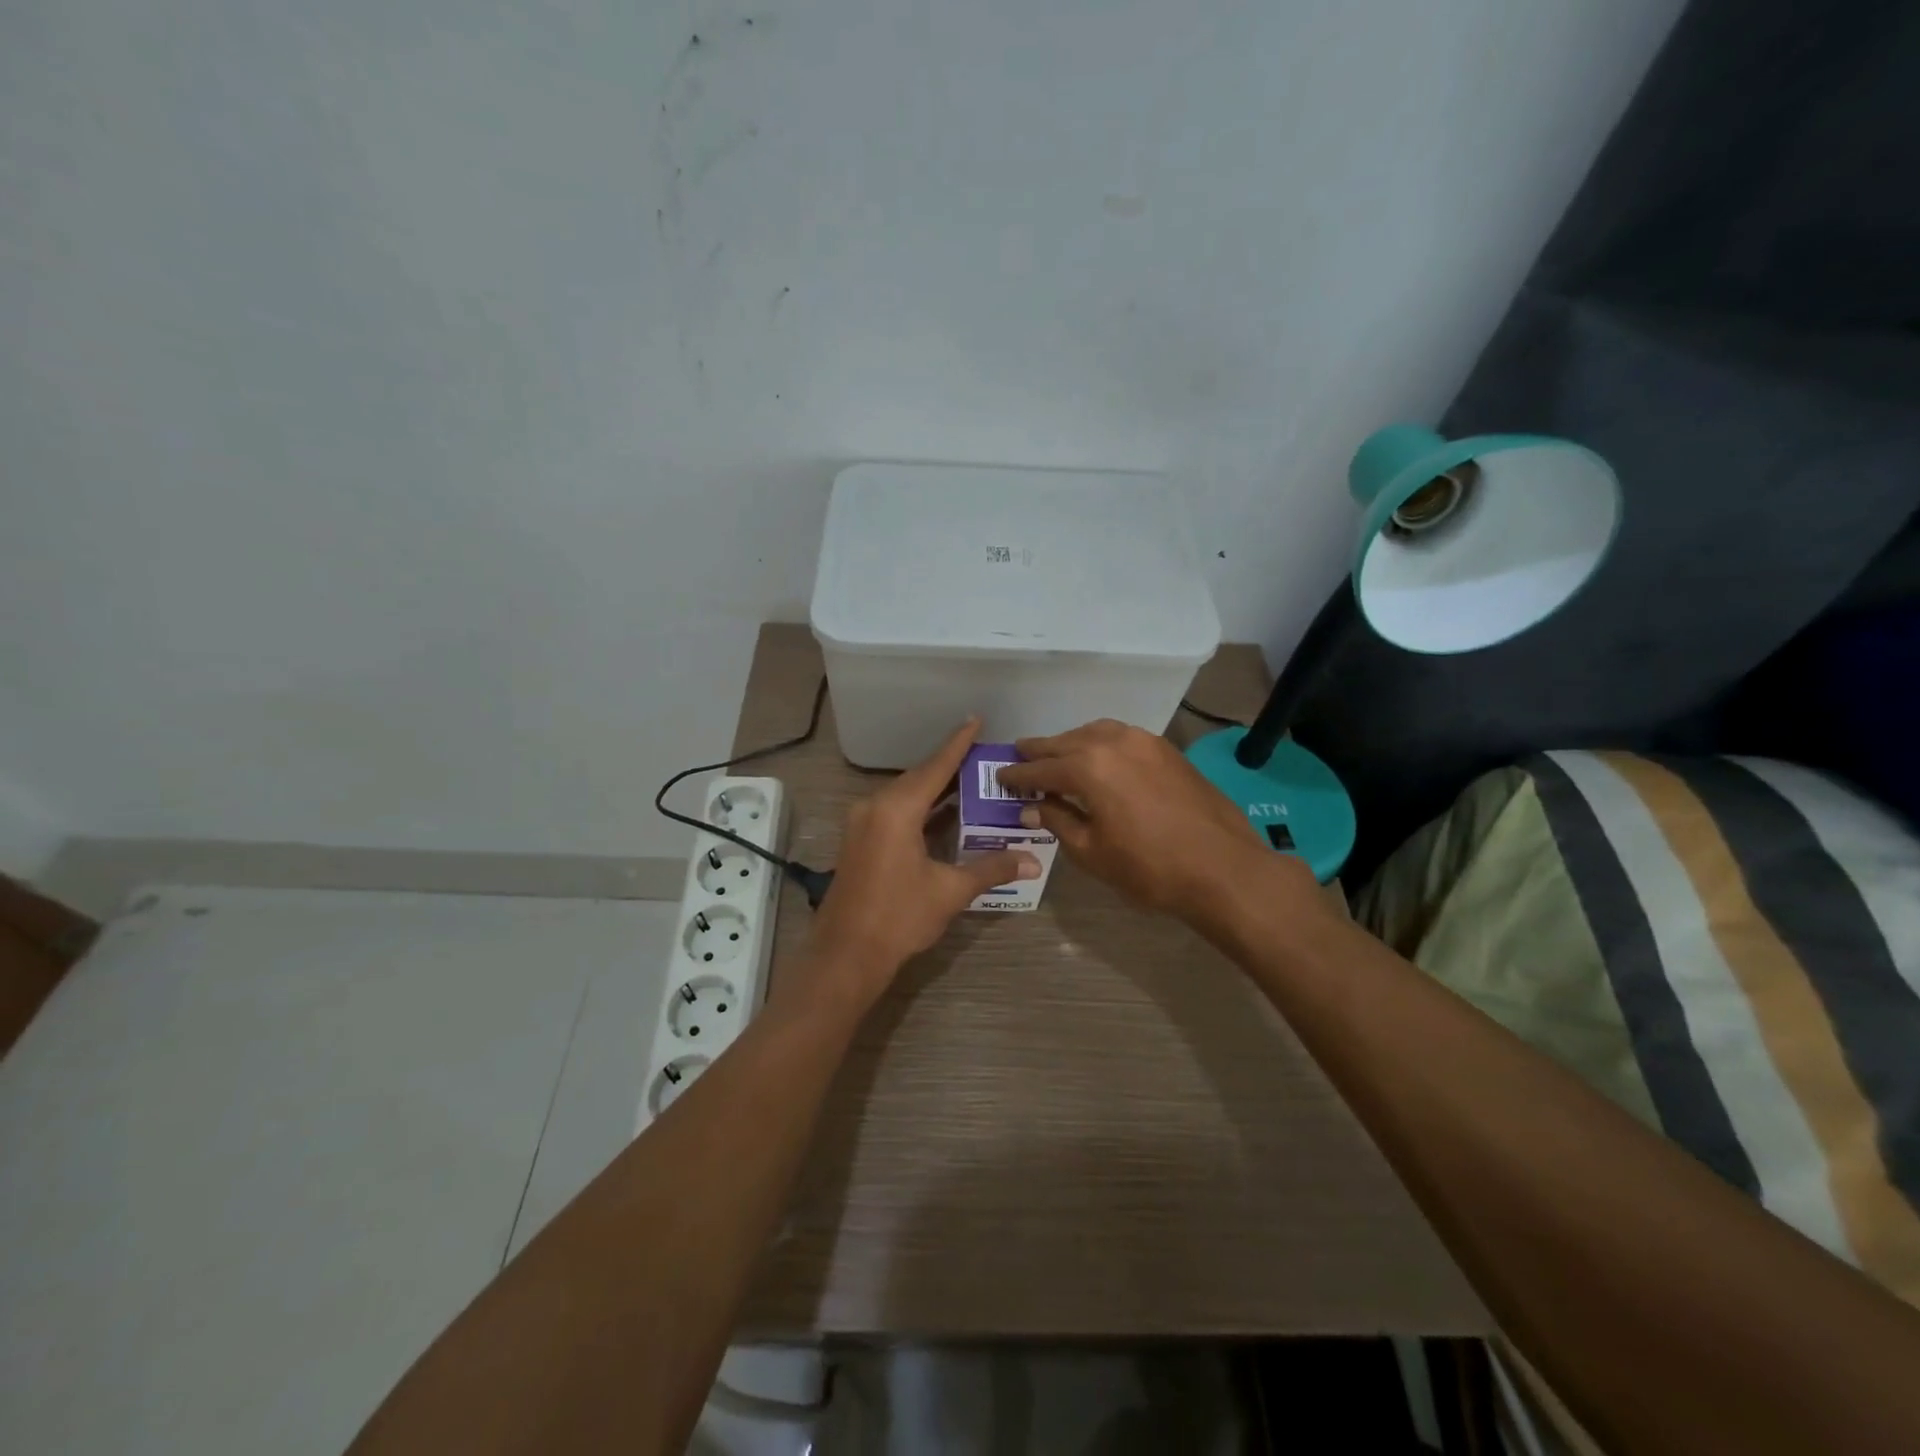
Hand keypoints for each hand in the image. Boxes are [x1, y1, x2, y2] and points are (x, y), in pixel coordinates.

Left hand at [802, 719, 1040, 1009]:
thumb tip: (1032, 860)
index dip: (958, 744)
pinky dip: (920, 809)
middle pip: (918, 778)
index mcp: (896, 809)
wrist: (846, 955)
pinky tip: (943, 815)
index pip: (935, 767)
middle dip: (949, 767)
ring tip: (969, 782)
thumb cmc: (899, 917)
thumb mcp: (950, 891)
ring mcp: (862, 824)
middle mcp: (874, 807)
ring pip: (904, 796)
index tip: (975, 719)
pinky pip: (894, 812)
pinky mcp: (859, 841)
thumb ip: (991, 869)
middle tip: (982, 757)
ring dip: (934, 790)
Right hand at [996, 719, 1286, 922]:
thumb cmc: (1149, 867)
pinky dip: (1100, 743)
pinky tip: (1098, 759)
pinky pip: (1121, 737)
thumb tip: (1032, 806)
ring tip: (1057, 756)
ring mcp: (1144, 741)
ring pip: (1095, 733)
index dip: (1018, 775)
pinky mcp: (1166, 749)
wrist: (1222, 867)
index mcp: (1088, 767)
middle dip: (1040, 751)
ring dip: (1071, 742)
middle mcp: (1113, 742)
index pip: (1041, 768)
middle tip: (1020, 755)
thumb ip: (1059, 820)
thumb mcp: (1092, 851)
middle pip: (1065, 742)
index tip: (1000, 776)